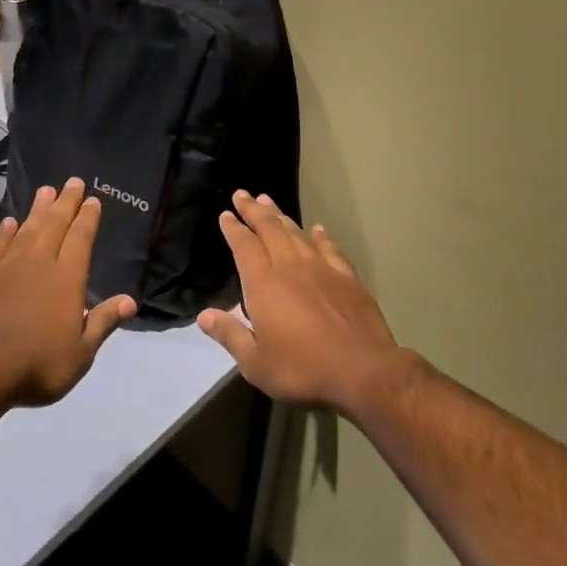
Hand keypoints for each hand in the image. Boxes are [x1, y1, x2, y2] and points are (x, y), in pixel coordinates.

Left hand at [0, 178, 137, 407]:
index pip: (81, 238)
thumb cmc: (36, 364)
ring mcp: (6, 265)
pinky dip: (5, 231)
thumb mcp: (80, 353)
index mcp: (67, 278)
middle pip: (55, 224)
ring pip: (27, 228)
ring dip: (38, 209)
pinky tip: (9, 222)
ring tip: (46, 191)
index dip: (87, 217)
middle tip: (72, 181)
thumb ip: (103, 322)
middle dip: (66, 202)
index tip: (92, 199)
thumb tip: (130, 300)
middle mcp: (39, 262)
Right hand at [198, 190, 404, 413]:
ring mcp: (321, 268)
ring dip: (281, 216)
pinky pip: (330, 248)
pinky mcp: (347, 277)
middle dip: (254, 210)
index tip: (226, 214)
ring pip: (297, 233)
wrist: (363, 371)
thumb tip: (203, 315)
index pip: (244, 246)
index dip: (233, 228)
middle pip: (269, 229)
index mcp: (264, 284)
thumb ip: (230, 335)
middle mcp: (290, 266)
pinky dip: (321, 236)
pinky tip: (318, 229)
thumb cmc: (303, 368)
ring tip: (269, 202)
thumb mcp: (256, 363)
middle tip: (243, 194)